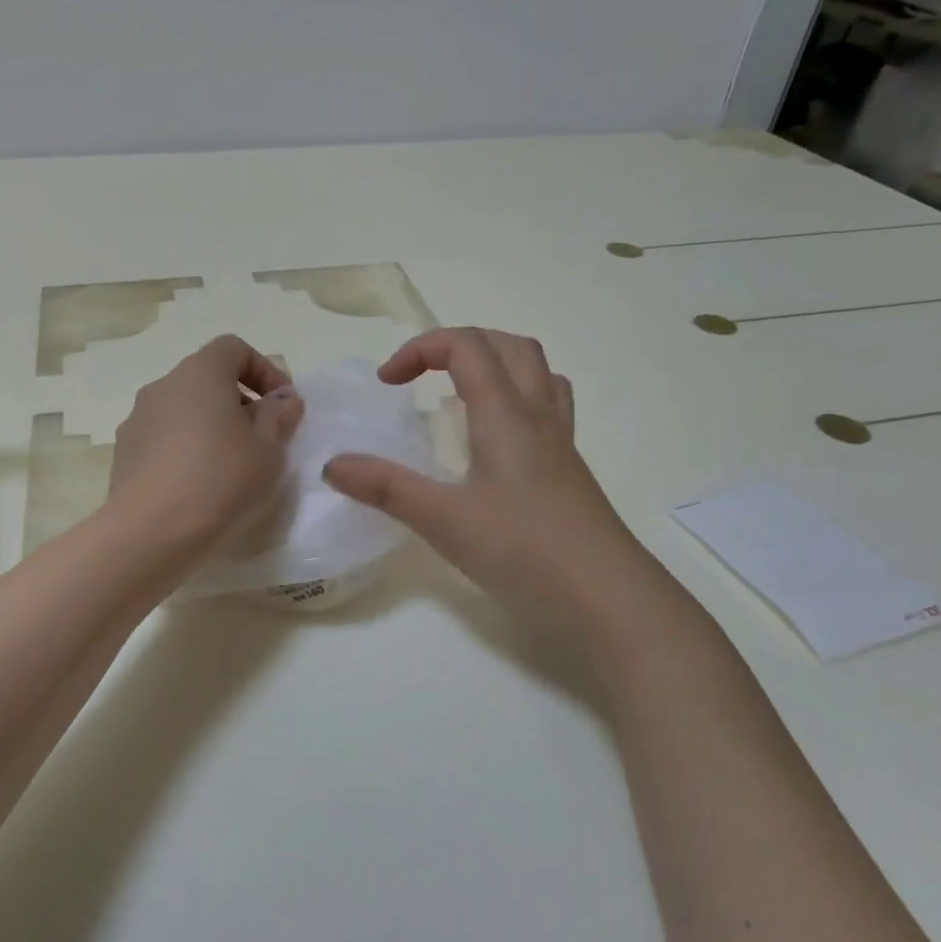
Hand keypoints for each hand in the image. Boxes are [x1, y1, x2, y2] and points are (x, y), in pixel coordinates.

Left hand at [106, 335, 304, 555]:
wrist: (151, 532)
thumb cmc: (221, 480)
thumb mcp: (269, 448)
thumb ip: (280, 416)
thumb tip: (282, 400)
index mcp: (200, 373)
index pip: (233, 348)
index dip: (264, 370)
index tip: (281, 406)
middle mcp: (163, 386)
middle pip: (207, 379)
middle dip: (239, 402)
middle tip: (262, 439)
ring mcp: (137, 420)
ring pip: (184, 410)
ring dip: (211, 427)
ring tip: (231, 467)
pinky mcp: (124, 454)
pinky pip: (164, 439)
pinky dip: (186, 450)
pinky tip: (199, 487)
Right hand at [323, 328, 635, 627]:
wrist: (607, 596)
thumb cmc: (524, 550)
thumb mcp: (443, 520)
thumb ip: (386, 488)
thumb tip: (333, 465)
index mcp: (506, 414)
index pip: (466, 346)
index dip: (420, 348)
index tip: (386, 383)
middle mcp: (538, 415)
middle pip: (508, 346)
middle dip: (458, 345)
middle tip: (421, 376)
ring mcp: (560, 442)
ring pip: (537, 371)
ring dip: (495, 364)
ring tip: (461, 393)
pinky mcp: (569, 469)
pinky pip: (548, 406)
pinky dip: (516, 398)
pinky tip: (496, 439)